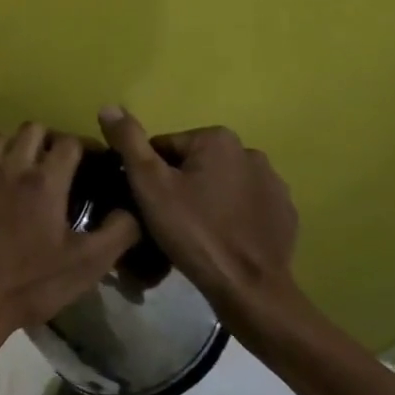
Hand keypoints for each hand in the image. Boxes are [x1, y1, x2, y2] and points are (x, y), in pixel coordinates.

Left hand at [0, 123, 139, 371]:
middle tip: (65, 165)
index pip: (70, 142)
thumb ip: (118, 231)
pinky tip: (4, 200)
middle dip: (53, 140)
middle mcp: (9, 169)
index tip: (96, 164)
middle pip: (33, 129)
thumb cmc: (32, 284)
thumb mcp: (88, 265)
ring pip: (1, 140)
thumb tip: (131, 208)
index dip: (88, 147)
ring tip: (33, 173)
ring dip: (21, 147)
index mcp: (43, 181)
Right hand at [96, 107, 304, 344]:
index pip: (164, 148)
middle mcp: (251, 152)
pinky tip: (219, 240)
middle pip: (193, 164)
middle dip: (177, 186)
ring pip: (220, 184)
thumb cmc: (193, 231)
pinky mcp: (285, 214)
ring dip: (204, 200)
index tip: (147, 203)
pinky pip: (245, 206)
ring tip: (191, 233)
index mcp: (218, 139)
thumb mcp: (149, 184)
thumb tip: (109, 106)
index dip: (148, 175)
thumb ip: (129, 141)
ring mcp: (274, 184)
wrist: (248, 288)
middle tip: (166, 220)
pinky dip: (230, 217)